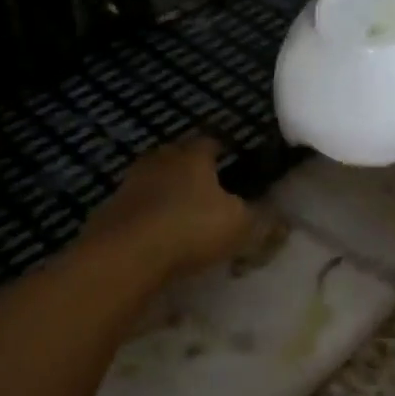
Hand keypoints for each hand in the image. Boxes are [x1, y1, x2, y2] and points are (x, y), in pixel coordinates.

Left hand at [83, 138, 254, 279]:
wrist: (125, 254)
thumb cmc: (191, 228)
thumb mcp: (240, 227)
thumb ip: (262, 220)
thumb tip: (283, 219)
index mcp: (193, 156)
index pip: (211, 141)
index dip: (223, 149)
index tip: (232, 159)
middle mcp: (160, 160)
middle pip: (178, 156)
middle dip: (192, 168)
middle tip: (208, 186)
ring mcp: (131, 183)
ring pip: (155, 180)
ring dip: (167, 192)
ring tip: (182, 212)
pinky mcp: (111, 209)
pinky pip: (137, 206)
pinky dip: (149, 215)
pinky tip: (158, 234)